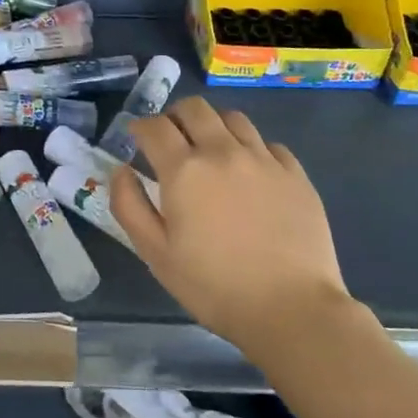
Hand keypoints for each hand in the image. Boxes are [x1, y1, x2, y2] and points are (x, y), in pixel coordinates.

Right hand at [109, 96, 356, 364]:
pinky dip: (251, 148)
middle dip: (175, 117)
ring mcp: (264, 159)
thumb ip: (129, 206)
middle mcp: (223, 152)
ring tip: (211, 151)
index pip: (155, 126)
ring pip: (233, 118)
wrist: (291, 309)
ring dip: (214, 126)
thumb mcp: (156, 254)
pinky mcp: (296, 174)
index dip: (140, 127)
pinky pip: (269, 144)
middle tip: (171, 140)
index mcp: (184, 170)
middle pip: (195, 108)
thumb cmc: (214, 286)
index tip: (137, 138)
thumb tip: (121, 170)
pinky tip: (250, 173)